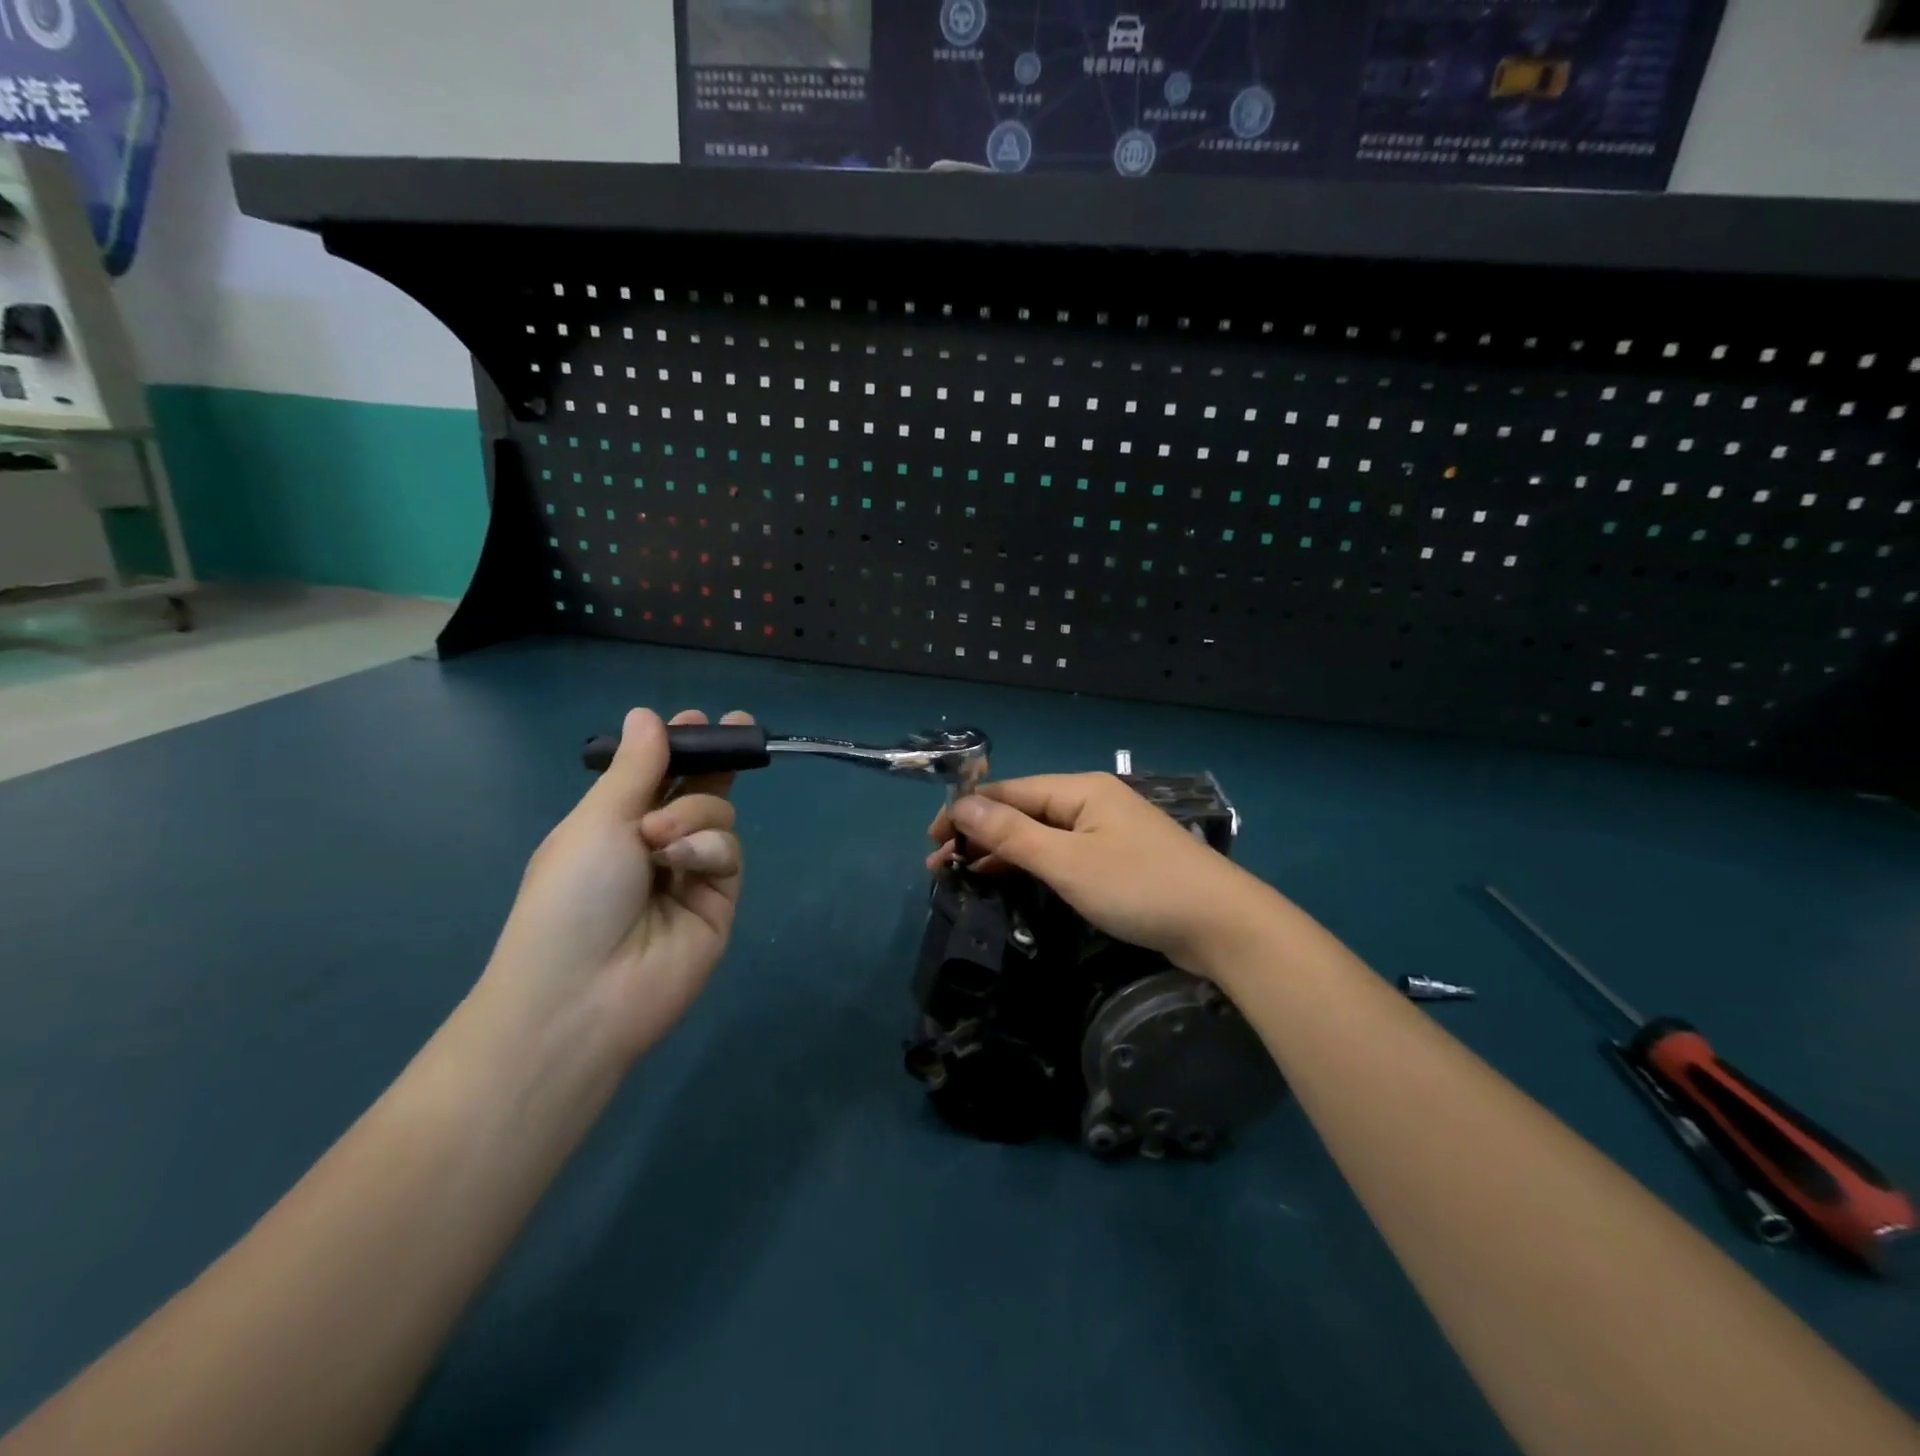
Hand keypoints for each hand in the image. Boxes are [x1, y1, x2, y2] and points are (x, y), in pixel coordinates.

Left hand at [482, 707, 750, 1058]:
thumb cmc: (571, 896)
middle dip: (713, 760)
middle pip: (697, 791)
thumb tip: (646, 714)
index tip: (697, 719)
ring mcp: (689, 875)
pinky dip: (708, 849)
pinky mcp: (719, 902)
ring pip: (718, 816)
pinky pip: (728, 854)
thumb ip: (636, 768)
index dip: (675, 748)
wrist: (583, 994)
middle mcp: (654, 846)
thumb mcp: (596, 821)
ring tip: (660, 838)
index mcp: (612, 825)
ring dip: (694, 814)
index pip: (654, 777)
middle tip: (738, 728)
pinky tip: (682, 862)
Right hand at [927, 774, 1275, 974]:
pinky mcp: (1117, 860)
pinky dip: (1032, 865)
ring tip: (963, 875)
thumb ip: (1012, 834)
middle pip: (1023, 810)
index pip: (1009, 791)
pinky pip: (1062, 853)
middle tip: (939, 866)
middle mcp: (1091, 801)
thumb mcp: (1067, 862)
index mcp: (1080, 790)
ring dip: (1002, 852)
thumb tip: (961, 805)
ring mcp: (1106, 831)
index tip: (931, 840)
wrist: (1222, 925)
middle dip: (979, 834)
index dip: (966, 812)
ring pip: (1041, 834)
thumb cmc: (1140, 887)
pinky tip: (1009, 880)